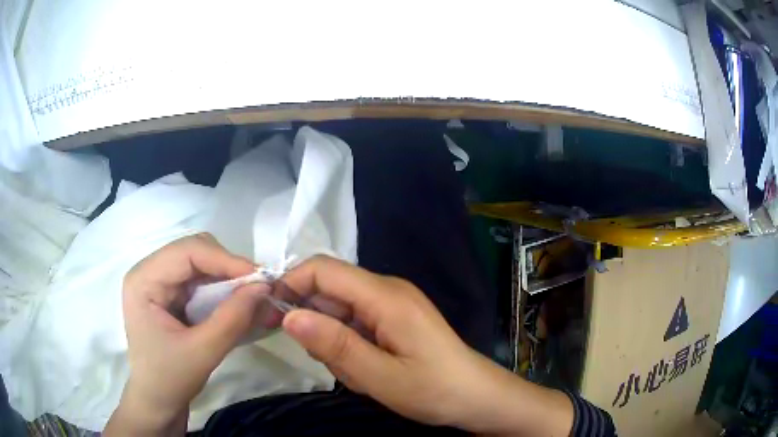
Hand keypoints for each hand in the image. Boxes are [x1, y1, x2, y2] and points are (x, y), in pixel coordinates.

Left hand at [106, 234, 267, 435]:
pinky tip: (236, 304)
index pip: (187, 251)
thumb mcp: (202, 352)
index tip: (260, 279)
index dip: (225, 259)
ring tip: (251, 297)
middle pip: (194, 251)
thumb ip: (232, 319)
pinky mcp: (170, 294)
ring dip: (227, 277)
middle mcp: (149, 271)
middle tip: (257, 289)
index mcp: (144, 279)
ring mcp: (160, 282)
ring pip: (200, 263)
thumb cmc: (169, 380)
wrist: (157, 402)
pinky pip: (201, 280)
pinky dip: (222, 288)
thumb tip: (265, 287)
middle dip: (228, 267)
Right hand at [281, 256, 573, 435]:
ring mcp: (392, 303)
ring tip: (359, 374)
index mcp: (385, 296)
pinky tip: (367, 370)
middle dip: (318, 326)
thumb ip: (334, 345)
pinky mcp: (394, 318)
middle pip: (329, 290)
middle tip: (334, 364)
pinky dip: (349, 345)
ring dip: (335, 342)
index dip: (291, 284)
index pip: (323, 269)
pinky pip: (356, 322)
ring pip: (340, 310)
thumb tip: (289, 315)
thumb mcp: (379, 377)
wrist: (476, 397)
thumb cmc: (433, 390)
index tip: (272, 316)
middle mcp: (387, 289)